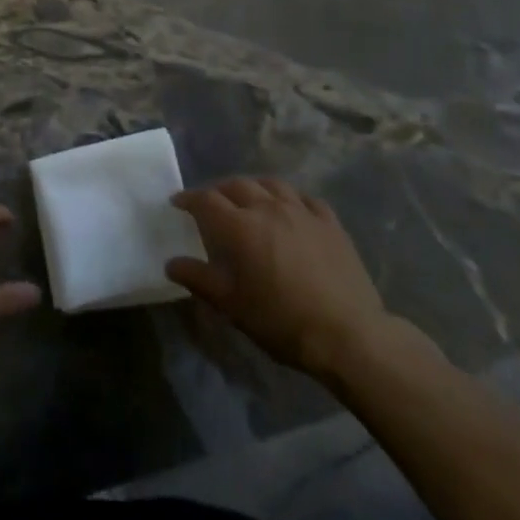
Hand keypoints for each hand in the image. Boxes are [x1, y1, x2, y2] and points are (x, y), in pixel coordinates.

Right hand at [167, 177, 395, 374]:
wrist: (348, 335)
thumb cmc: (282, 321)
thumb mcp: (232, 306)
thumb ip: (199, 279)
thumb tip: (171, 263)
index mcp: (240, 226)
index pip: (206, 200)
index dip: (189, 198)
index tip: (177, 202)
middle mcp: (268, 208)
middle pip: (237, 185)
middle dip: (219, 190)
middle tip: (211, 203)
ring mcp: (302, 211)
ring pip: (271, 184)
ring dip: (253, 187)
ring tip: (249, 198)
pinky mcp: (330, 222)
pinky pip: (305, 198)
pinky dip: (290, 198)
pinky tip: (290, 208)